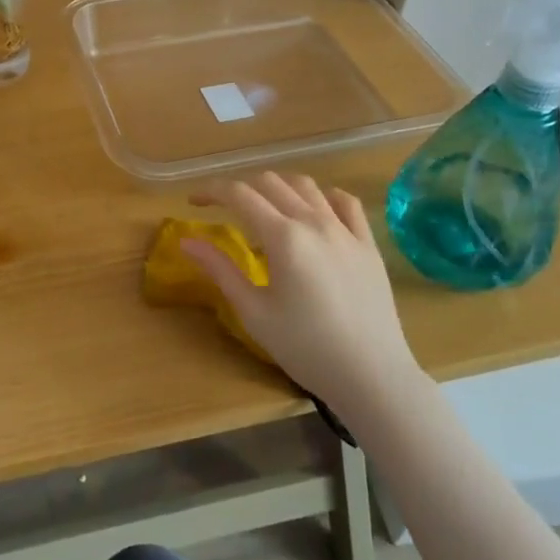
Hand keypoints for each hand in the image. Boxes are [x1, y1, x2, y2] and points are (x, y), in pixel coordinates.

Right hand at [182, 172, 420, 411]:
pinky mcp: (368, 244)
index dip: (212, 191)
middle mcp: (314, 222)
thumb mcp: (253, 312)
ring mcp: (345, 230)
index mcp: (283, 237)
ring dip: (278, 187)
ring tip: (265, 206)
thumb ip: (220, 270)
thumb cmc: (305, 348)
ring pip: (306, 186)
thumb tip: (187, 242)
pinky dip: (323, 196)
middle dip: (241, 188)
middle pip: (270, 183)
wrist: (372, 376)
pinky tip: (314, 210)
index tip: (194, 201)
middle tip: (224, 208)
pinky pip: (346, 202)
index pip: (239, 195)